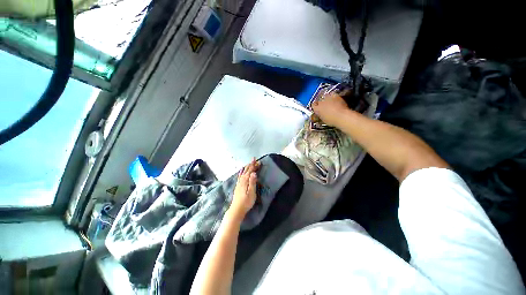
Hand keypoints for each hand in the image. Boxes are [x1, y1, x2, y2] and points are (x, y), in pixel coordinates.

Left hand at [229, 159, 259, 220]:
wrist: (236, 209)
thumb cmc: (246, 202)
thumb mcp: (251, 192)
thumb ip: (252, 182)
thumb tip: (254, 173)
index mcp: (245, 181)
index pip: (250, 171)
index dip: (254, 165)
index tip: (258, 161)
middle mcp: (241, 180)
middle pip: (246, 170)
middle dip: (251, 165)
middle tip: (255, 160)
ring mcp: (239, 183)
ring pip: (243, 172)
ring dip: (247, 167)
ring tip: (249, 163)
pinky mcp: (238, 186)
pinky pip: (240, 176)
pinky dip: (241, 172)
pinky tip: (241, 171)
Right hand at [312, 92, 349, 126]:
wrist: (341, 116)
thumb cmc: (332, 120)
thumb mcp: (323, 120)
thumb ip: (321, 115)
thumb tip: (321, 114)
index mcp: (316, 109)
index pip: (313, 105)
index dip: (315, 106)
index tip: (317, 107)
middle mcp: (320, 102)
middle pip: (319, 100)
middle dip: (321, 102)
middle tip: (325, 105)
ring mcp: (327, 98)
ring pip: (325, 95)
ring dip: (327, 98)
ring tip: (330, 101)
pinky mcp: (335, 95)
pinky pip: (332, 94)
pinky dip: (334, 96)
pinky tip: (336, 99)